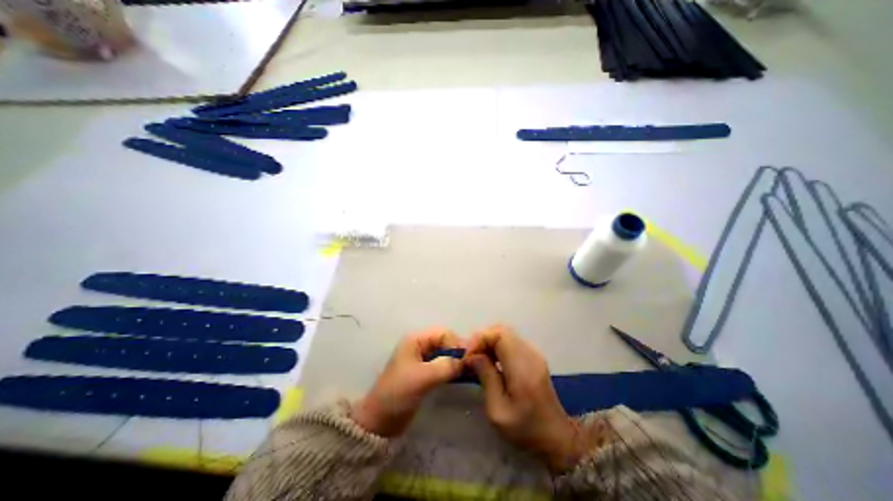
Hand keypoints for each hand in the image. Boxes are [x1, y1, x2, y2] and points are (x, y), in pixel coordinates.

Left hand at [352, 328, 463, 436]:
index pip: (443, 333)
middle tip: (469, 367)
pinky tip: (459, 377)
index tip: (466, 360)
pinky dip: (451, 369)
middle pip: (445, 341)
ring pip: (444, 353)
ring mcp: (421, 359)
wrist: (380, 421)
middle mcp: (419, 345)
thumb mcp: (423, 377)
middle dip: (456, 352)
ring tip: (467, 372)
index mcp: (416, 339)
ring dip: (455, 361)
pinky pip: (442, 365)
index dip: (455, 344)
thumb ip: (446, 366)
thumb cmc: (399, 393)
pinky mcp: (424, 372)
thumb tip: (466, 360)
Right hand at [467, 325, 586, 474]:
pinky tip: (490, 361)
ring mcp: (533, 354)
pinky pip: (511, 342)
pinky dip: (496, 346)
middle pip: (502, 331)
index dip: (480, 339)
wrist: (557, 437)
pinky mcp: (533, 357)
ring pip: (506, 334)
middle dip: (482, 338)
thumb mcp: (498, 410)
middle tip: (470, 355)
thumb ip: (486, 378)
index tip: (468, 355)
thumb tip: (472, 356)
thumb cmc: (525, 429)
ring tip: (476, 358)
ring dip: (488, 342)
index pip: (500, 335)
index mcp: (522, 368)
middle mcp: (530, 354)